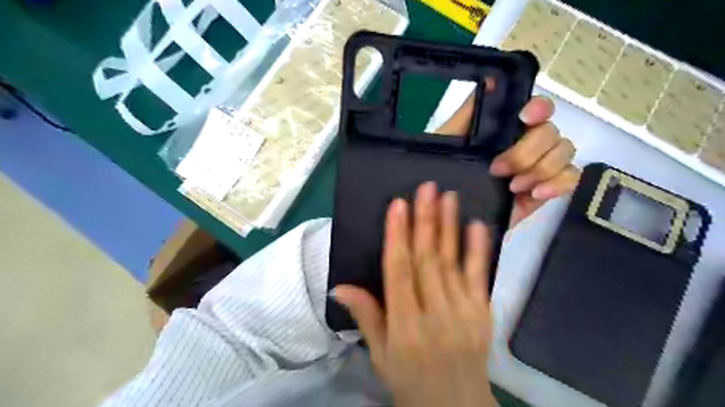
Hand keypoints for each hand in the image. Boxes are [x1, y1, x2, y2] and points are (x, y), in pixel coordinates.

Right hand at [335, 182, 498, 406]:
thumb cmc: (410, 380)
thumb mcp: (380, 355)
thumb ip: (365, 316)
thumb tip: (338, 286)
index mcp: (405, 325)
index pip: (399, 271)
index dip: (397, 235)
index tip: (397, 205)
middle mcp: (435, 314)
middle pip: (427, 259)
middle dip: (425, 220)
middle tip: (426, 189)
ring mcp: (464, 312)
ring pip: (453, 262)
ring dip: (450, 226)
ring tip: (448, 196)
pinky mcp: (483, 313)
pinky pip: (481, 276)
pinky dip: (478, 249)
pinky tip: (476, 225)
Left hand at [432, 90, 581, 225]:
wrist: (453, 213)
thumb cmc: (448, 174)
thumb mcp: (450, 142)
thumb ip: (468, 113)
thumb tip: (490, 79)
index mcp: (507, 130)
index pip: (537, 108)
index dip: (539, 108)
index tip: (526, 117)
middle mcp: (527, 143)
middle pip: (551, 132)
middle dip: (527, 151)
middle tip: (499, 169)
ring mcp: (539, 166)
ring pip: (564, 153)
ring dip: (541, 168)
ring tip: (514, 186)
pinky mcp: (545, 189)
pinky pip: (570, 179)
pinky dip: (558, 184)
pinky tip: (536, 193)